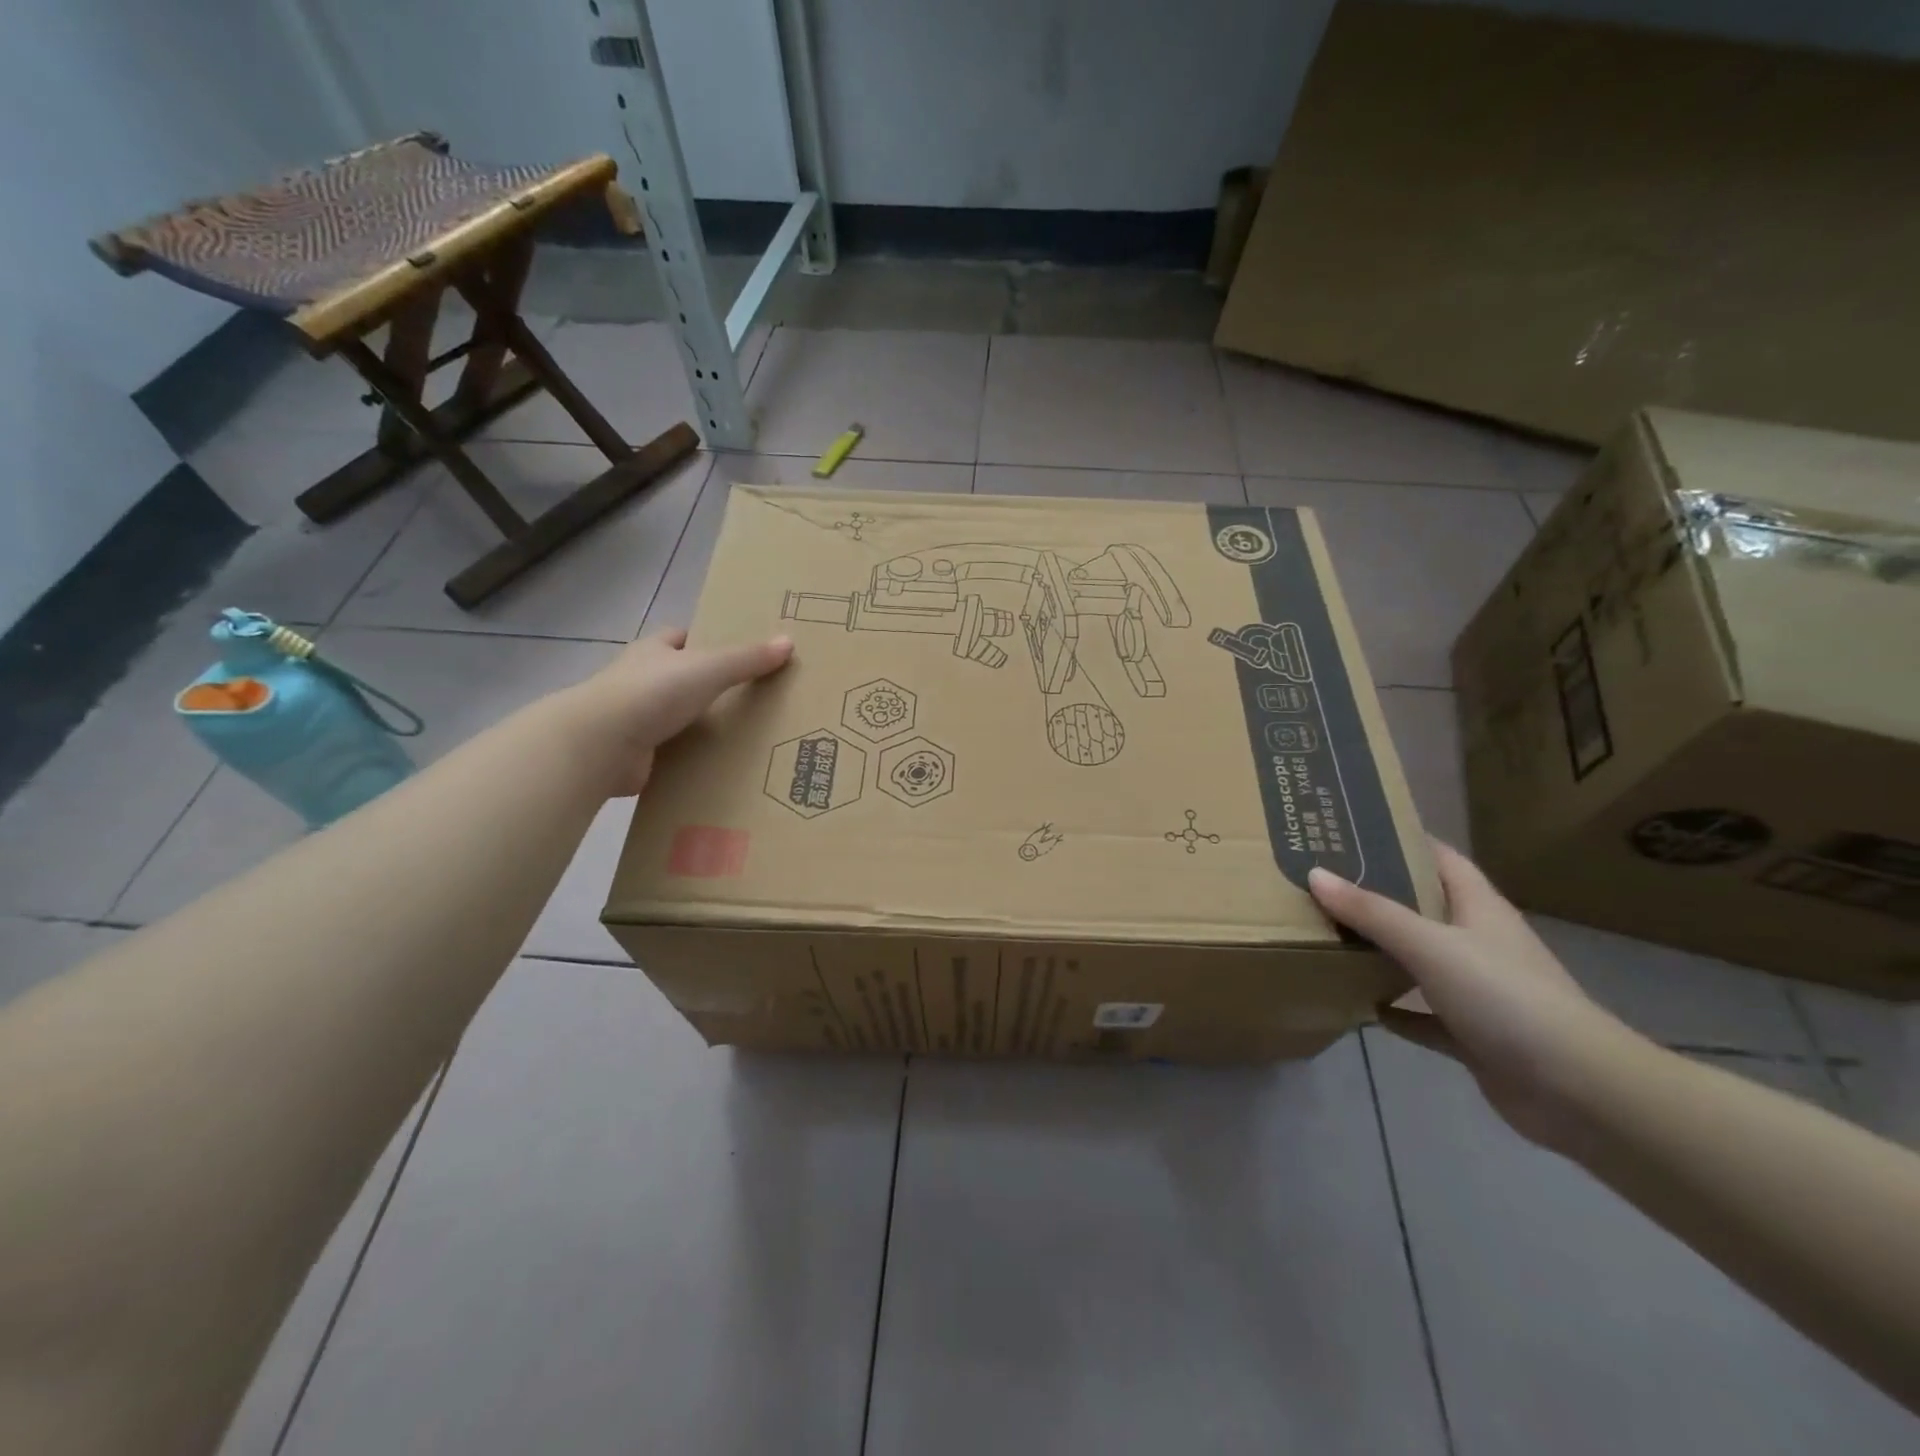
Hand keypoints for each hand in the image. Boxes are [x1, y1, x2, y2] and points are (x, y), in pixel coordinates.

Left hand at [555, 629, 793, 796]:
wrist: (600, 745)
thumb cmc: (652, 693)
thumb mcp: (708, 668)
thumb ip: (747, 658)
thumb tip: (789, 642)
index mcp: (653, 651)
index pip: (681, 637)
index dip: (706, 640)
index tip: (738, 652)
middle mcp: (641, 681)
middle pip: (681, 678)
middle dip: (709, 686)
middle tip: (753, 697)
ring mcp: (636, 719)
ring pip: (677, 717)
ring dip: (702, 725)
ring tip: (746, 735)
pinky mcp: (636, 755)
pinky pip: (673, 753)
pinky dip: (693, 758)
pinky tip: (721, 766)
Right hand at [1310, 842, 1644, 1149]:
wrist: (1580, 1091)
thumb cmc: (1506, 998)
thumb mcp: (1431, 946)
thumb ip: (1372, 912)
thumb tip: (1315, 874)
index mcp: (1479, 908)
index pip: (1439, 858)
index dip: (1401, 839)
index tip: (1351, 829)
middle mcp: (1479, 942)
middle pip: (1423, 906)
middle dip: (1378, 893)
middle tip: (1322, 879)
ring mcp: (1479, 990)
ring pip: (1420, 960)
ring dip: (1382, 951)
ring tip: (1328, 934)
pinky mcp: (1474, 1035)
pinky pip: (1424, 1014)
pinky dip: (1396, 1009)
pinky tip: (1362, 1006)